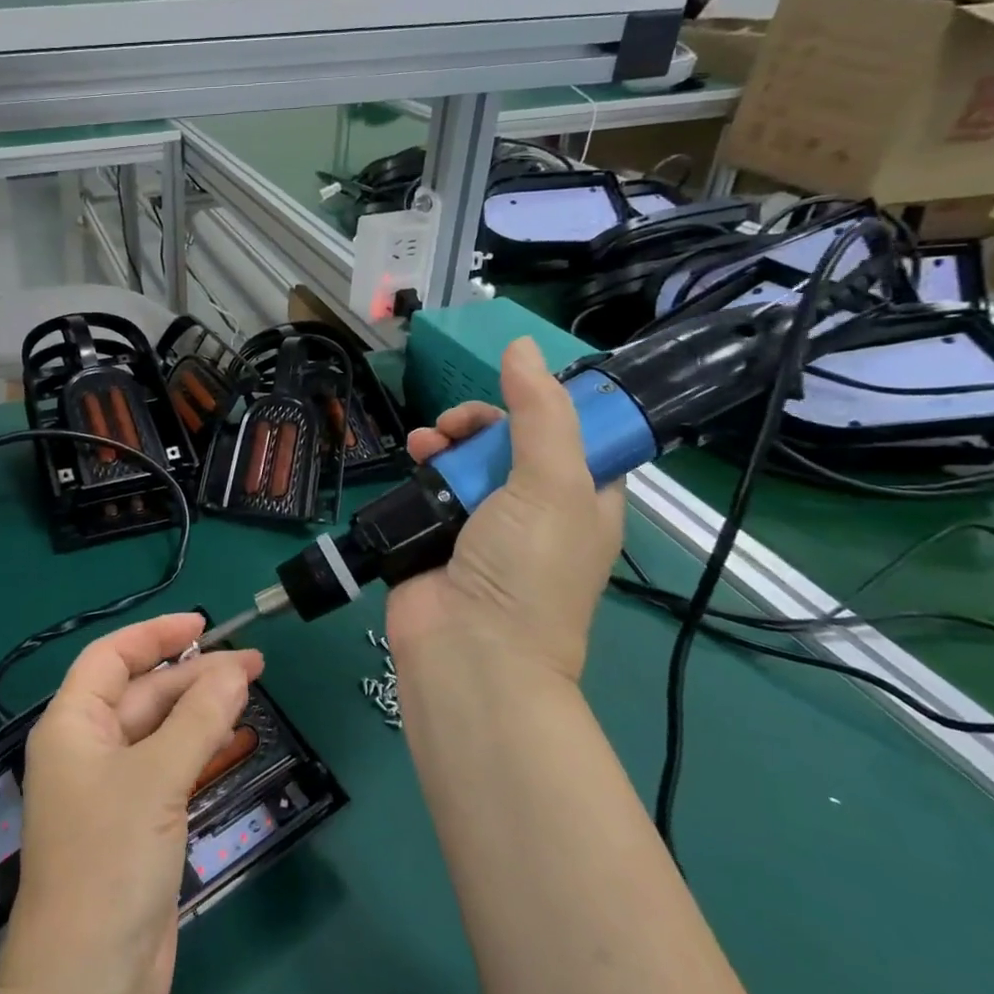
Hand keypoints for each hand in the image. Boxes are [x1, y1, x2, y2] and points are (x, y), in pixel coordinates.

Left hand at [0, 614, 261, 993]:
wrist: (89, 982)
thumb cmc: (109, 860)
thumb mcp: (156, 779)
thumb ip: (197, 719)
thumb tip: (235, 668)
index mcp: (71, 725)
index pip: (111, 657)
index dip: (155, 635)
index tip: (203, 625)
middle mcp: (87, 748)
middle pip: (142, 693)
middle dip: (193, 674)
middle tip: (252, 664)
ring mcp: (112, 788)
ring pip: (160, 730)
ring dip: (201, 710)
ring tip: (251, 689)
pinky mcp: (136, 823)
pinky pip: (170, 768)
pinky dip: (200, 750)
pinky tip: (233, 737)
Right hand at [387, 337, 623, 683]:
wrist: (468, 648)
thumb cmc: (526, 567)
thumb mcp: (552, 484)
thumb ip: (541, 413)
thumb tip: (522, 345)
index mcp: (583, 499)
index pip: (575, 435)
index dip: (547, 406)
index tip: (517, 394)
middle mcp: (535, 509)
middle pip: (510, 441)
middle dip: (483, 422)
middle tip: (461, 424)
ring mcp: (482, 523)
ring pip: (465, 458)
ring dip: (446, 439)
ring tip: (427, 441)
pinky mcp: (436, 532)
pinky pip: (430, 483)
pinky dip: (420, 463)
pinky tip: (411, 456)